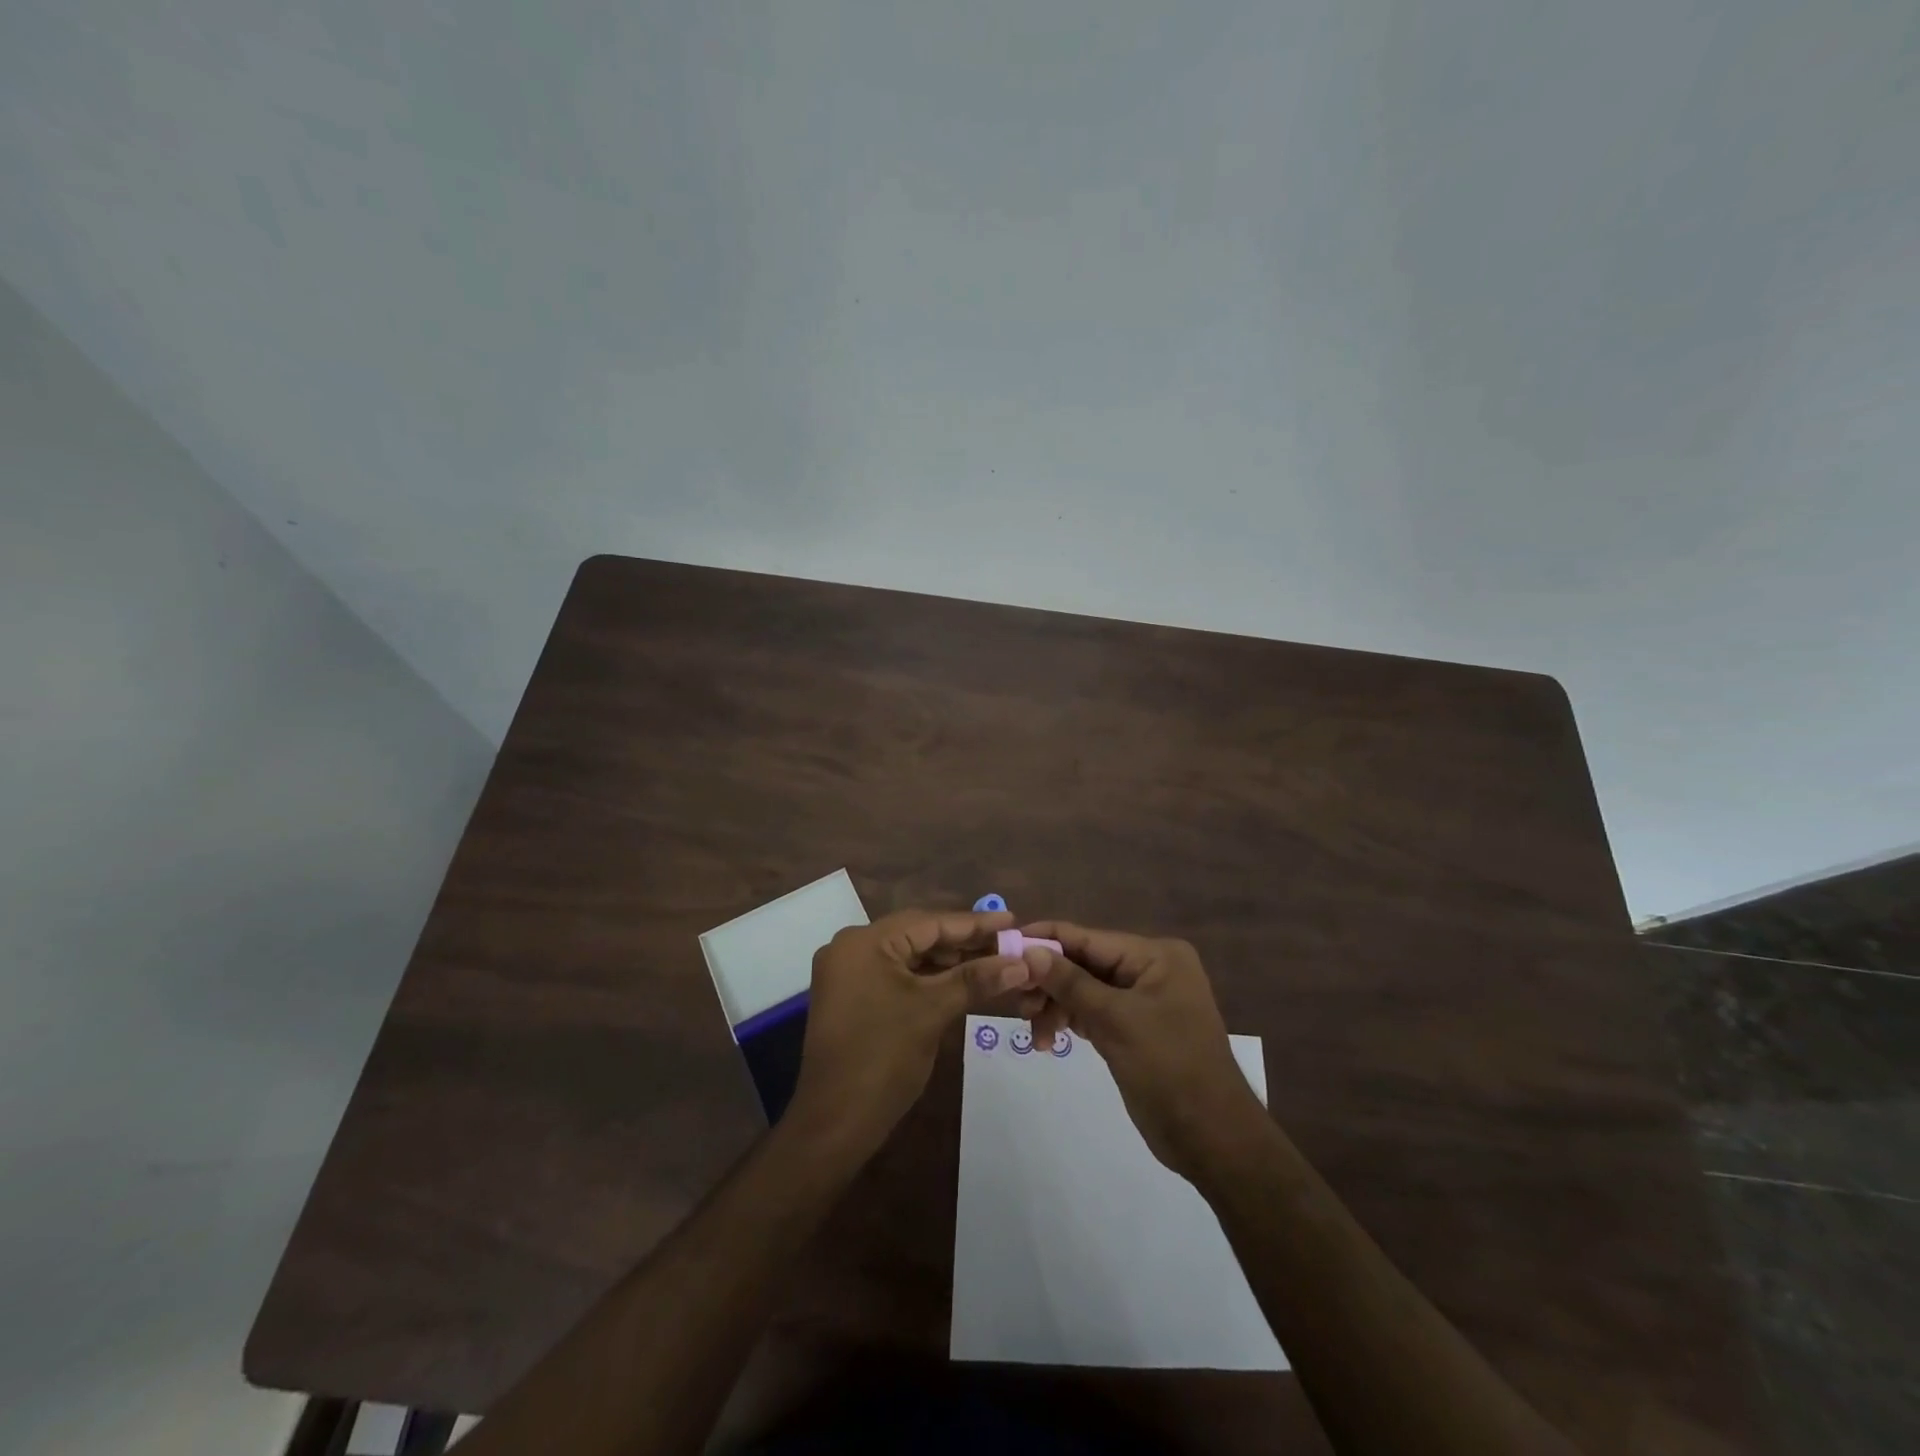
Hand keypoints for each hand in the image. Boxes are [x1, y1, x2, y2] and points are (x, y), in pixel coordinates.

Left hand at [789, 909, 1025, 1152]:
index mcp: (865, 942)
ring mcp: (848, 974)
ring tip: (991, 962)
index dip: (973, 924)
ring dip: (947, 962)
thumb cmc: (883, 1058)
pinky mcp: (851, 997)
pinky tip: (959, 982)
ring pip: (908, 957)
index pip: (928, 922)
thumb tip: (1021, 962)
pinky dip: (927, 978)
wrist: (834, 1122)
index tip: (1011, 920)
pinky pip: (896, 976)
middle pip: (917, 935)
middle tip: (1006, 944)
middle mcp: (851, 948)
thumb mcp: (933, 1011)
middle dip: (962, 942)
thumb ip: (975, 979)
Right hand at [1017, 922, 1267, 1180]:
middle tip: (1018, 1005)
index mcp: (1155, 955)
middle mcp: (1150, 969)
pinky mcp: (1135, 1028)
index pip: (1088, 937)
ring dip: (1056, 1008)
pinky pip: (1094, 1012)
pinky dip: (1071, 1022)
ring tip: (1038, 1037)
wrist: (1212, 1139)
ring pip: (1084, 990)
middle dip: (1049, 982)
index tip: (1004, 947)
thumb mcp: (1115, 1021)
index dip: (1045, 941)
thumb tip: (1027, 950)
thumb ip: (1069, 982)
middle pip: (1084, 963)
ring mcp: (1143, 1000)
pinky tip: (1050, 1040)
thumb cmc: (1169, 1068)